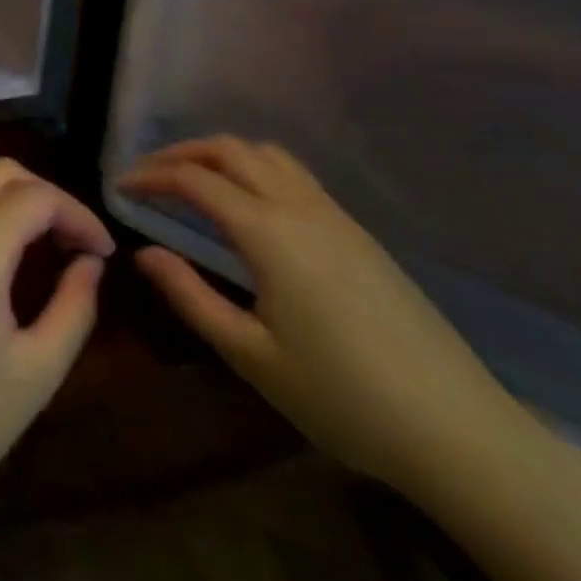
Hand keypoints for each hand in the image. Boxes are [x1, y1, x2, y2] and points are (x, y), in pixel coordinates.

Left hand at [0, 158, 114, 515]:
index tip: (103, 252)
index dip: (80, 215)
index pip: (39, 198)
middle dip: (46, 195)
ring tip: (32, 231)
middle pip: (1, 172)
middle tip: (72, 241)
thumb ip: (74, 308)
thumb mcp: (38, 372)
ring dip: (3, 186)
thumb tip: (90, 263)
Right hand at [121, 137, 528, 497]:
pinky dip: (255, 167)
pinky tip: (249, 203)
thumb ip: (190, 296)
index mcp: (268, 232)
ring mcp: (335, 216)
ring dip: (221, 154)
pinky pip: (295, 174)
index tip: (121, 187)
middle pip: (230, 149)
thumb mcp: (251, 356)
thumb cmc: (343, 399)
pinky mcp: (358, 233)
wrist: (460, 431)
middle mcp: (299, 207)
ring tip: (193, 180)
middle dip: (181, 152)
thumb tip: (142, 253)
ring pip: (267, 153)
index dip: (151, 176)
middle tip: (149, 175)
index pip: (194, 180)